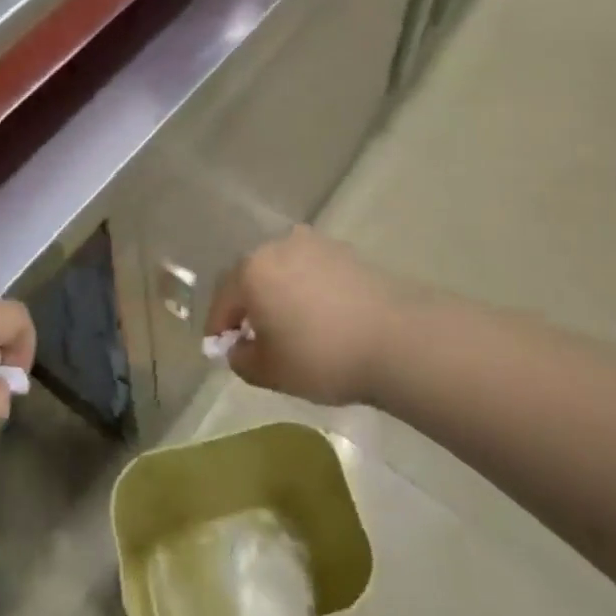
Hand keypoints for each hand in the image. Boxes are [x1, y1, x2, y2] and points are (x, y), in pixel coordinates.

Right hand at [204, 227, 406, 406]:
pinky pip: (312, 272)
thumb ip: (242, 359)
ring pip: (283, 271)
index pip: (223, 298)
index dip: (218, 327)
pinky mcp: (345, 252)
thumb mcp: (271, 371)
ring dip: (278, 295)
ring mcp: (314, 244)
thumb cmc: (321, 355)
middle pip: (251, 277)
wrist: (397, 338)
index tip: (220, 350)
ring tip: (290, 328)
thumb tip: (238, 347)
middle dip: (248, 306)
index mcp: (251, 270)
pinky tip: (320, 319)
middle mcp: (277, 246)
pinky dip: (307, 291)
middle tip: (252, 338)